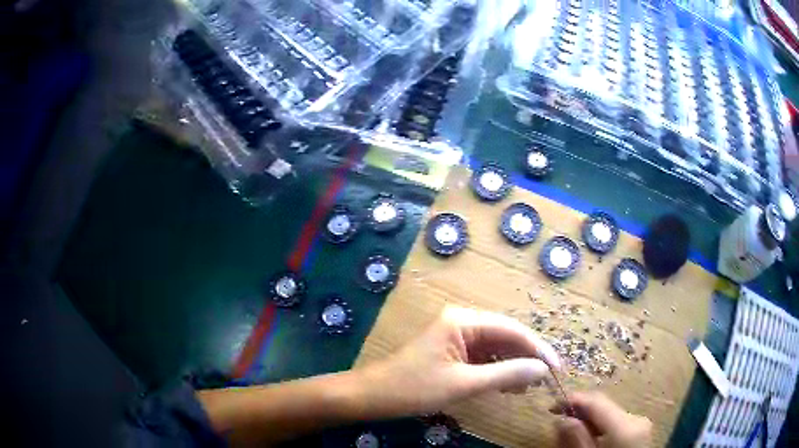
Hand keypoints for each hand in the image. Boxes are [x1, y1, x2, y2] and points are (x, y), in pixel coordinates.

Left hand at [358, 306, 560, 417]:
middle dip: (527, 357)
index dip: (537, 349)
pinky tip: (509, 386)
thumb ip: (506, 375)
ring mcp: (456, 336)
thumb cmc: (414, 388)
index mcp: (463, 321)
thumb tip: (542, 370)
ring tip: (530, 386)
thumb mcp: (464, 384)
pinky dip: (497, 371)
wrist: (373, 396)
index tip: (556, 368)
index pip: (511, 330)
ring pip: (496, 348)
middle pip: (505, 336)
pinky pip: (483, 357)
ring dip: (513, 365)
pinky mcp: (452, 351)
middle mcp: (462, 322)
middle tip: (547, 378)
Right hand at [554, 392, 651, 447]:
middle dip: (580, 412)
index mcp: (625, 426)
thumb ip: (575, 439)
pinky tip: (590, 438)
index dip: (573, 399)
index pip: (597, 401)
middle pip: (603, 406)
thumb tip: (562, 418)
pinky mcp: (640, 430)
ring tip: (572, 433)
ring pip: (609, 414)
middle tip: (559, 422)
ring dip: (589, 420)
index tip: (552, 407)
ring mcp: (641, 424)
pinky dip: (600, 427)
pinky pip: (616, 422)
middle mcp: (636, 418)